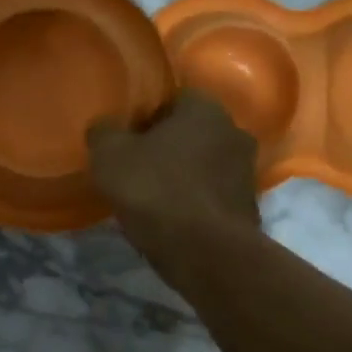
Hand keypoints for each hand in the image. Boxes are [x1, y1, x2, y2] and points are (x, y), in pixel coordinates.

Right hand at [87, 90, 260, 263]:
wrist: (206, 253)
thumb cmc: (155, 191)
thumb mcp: (109, 157)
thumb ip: (103, 133)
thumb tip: (104, 129)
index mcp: (205, 110)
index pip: (175, 98)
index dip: (147, 117)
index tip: (127, 139)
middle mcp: (234, 133)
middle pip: (193, 133)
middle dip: (167, 147)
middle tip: (137, 168)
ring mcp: (246, 173)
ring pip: (205, 165)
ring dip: (183, 176)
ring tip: (152, 199)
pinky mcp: (248, 208)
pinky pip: (213, 197)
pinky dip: (195, 204)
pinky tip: (172, 221)